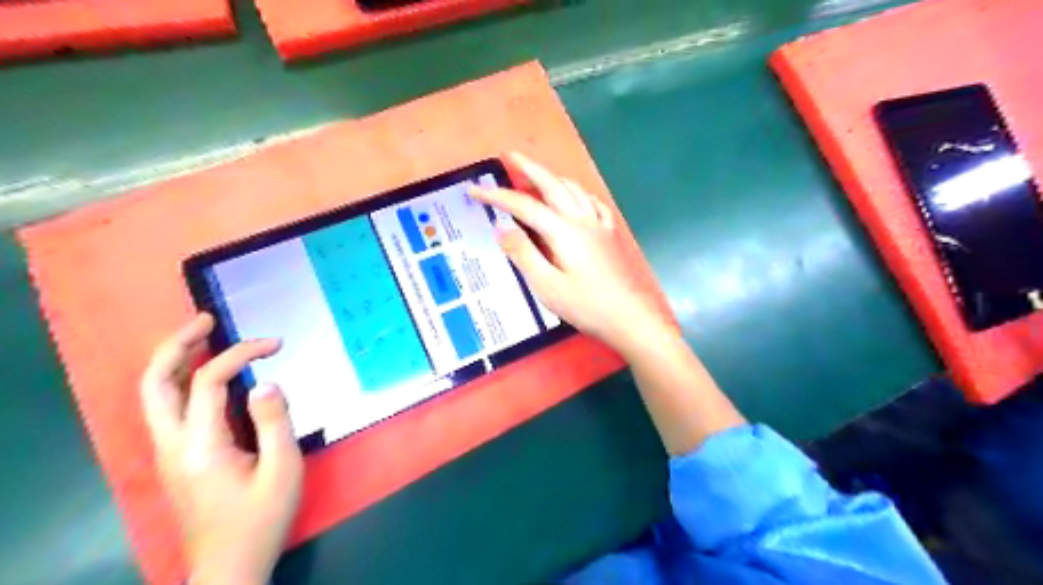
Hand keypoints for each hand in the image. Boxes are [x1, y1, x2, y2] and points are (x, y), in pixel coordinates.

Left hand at [139, 313, 301, 584]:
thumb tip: (265, 382)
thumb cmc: (261, 518)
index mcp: (200, 446)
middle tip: (206, 320)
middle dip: (177, 345)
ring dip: (175, 360)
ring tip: (203, 336)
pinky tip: (205, 373)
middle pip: (155, 383)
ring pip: (155, 395)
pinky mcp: (177, 458)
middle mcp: (172, 445)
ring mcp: (169, 452)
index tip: (276, 344)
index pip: (208, 382)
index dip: (240, 353)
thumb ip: (274, 422)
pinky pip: (169, 408)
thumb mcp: (282, 469)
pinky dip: (183, 380)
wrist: (230, 564)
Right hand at [471, 150, 666, 351]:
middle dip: (530, 168)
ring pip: (574, 189)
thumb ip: (524, 254)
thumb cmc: (586, 305)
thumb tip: (501, 228)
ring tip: (538, 175)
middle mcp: (581, 220)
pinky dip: (578, 193)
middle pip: (553, 185)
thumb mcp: (547, 285)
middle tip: (511, 156)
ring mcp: (599, 225)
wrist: (629, 317)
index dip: (498, 196)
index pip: (524, 206)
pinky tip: (576, 198)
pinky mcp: (610, 235)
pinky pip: (592, 203)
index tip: (475, 191)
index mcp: (563, 231)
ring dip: (553, 177)